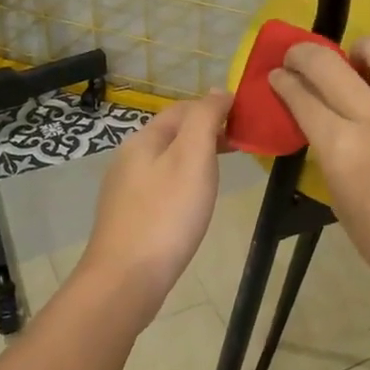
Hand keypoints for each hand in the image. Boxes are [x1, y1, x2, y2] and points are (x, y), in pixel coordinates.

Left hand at [77, 91, 230, 319]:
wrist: (126, 278)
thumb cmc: (167, 214)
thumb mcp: (193, 157)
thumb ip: (206, 119)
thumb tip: (220, 91)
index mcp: (143, 139)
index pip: (183, 109)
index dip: (214, 108)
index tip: (245, 121)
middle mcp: (128, 158)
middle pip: (172, 134)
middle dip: (205, 133)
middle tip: (239, 147)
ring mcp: (124, 190)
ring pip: (166, 161)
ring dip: (194, 158)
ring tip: (221, 173)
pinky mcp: (128, 217)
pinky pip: (160, 187)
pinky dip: (182, 183)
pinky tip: (193, 203)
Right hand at [268, 35, 369, 315]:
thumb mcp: (341, 200)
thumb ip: (329, 152)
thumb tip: (322, 121)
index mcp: (342, 148)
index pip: (301, 96)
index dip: (283, 81)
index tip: (278, 76)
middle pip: (327, 62)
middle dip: (303, 54)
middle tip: (302, 60)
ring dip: (362, 53)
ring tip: (364, 69)